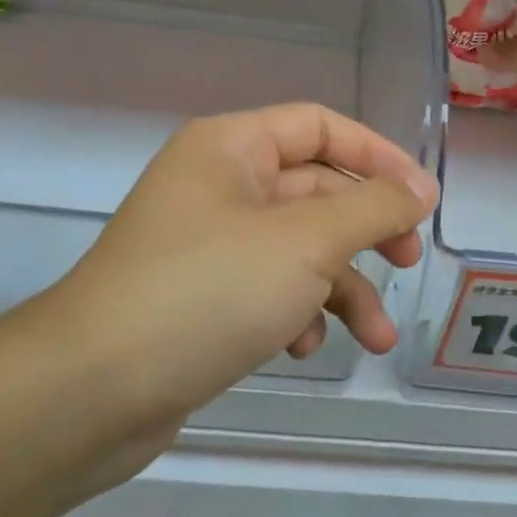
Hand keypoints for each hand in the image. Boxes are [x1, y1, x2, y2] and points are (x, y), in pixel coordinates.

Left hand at [15, 104, 435, 436]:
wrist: (93, 390)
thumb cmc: (209, 291)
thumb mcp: (306, 242)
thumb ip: (373, 208)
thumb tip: (421, 190)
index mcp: (231, 148)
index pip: (319, 126)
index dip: (378, 155)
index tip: (423, 200)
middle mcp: (217, 186)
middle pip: (314, 191)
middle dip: (366, 232)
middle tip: (406, 262)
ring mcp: (207, 244)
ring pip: (297, 249)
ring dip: (342, 288)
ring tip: (376, 339)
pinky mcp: (201, 298)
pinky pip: (267, 289)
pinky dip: (296, 313)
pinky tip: (300, 349)